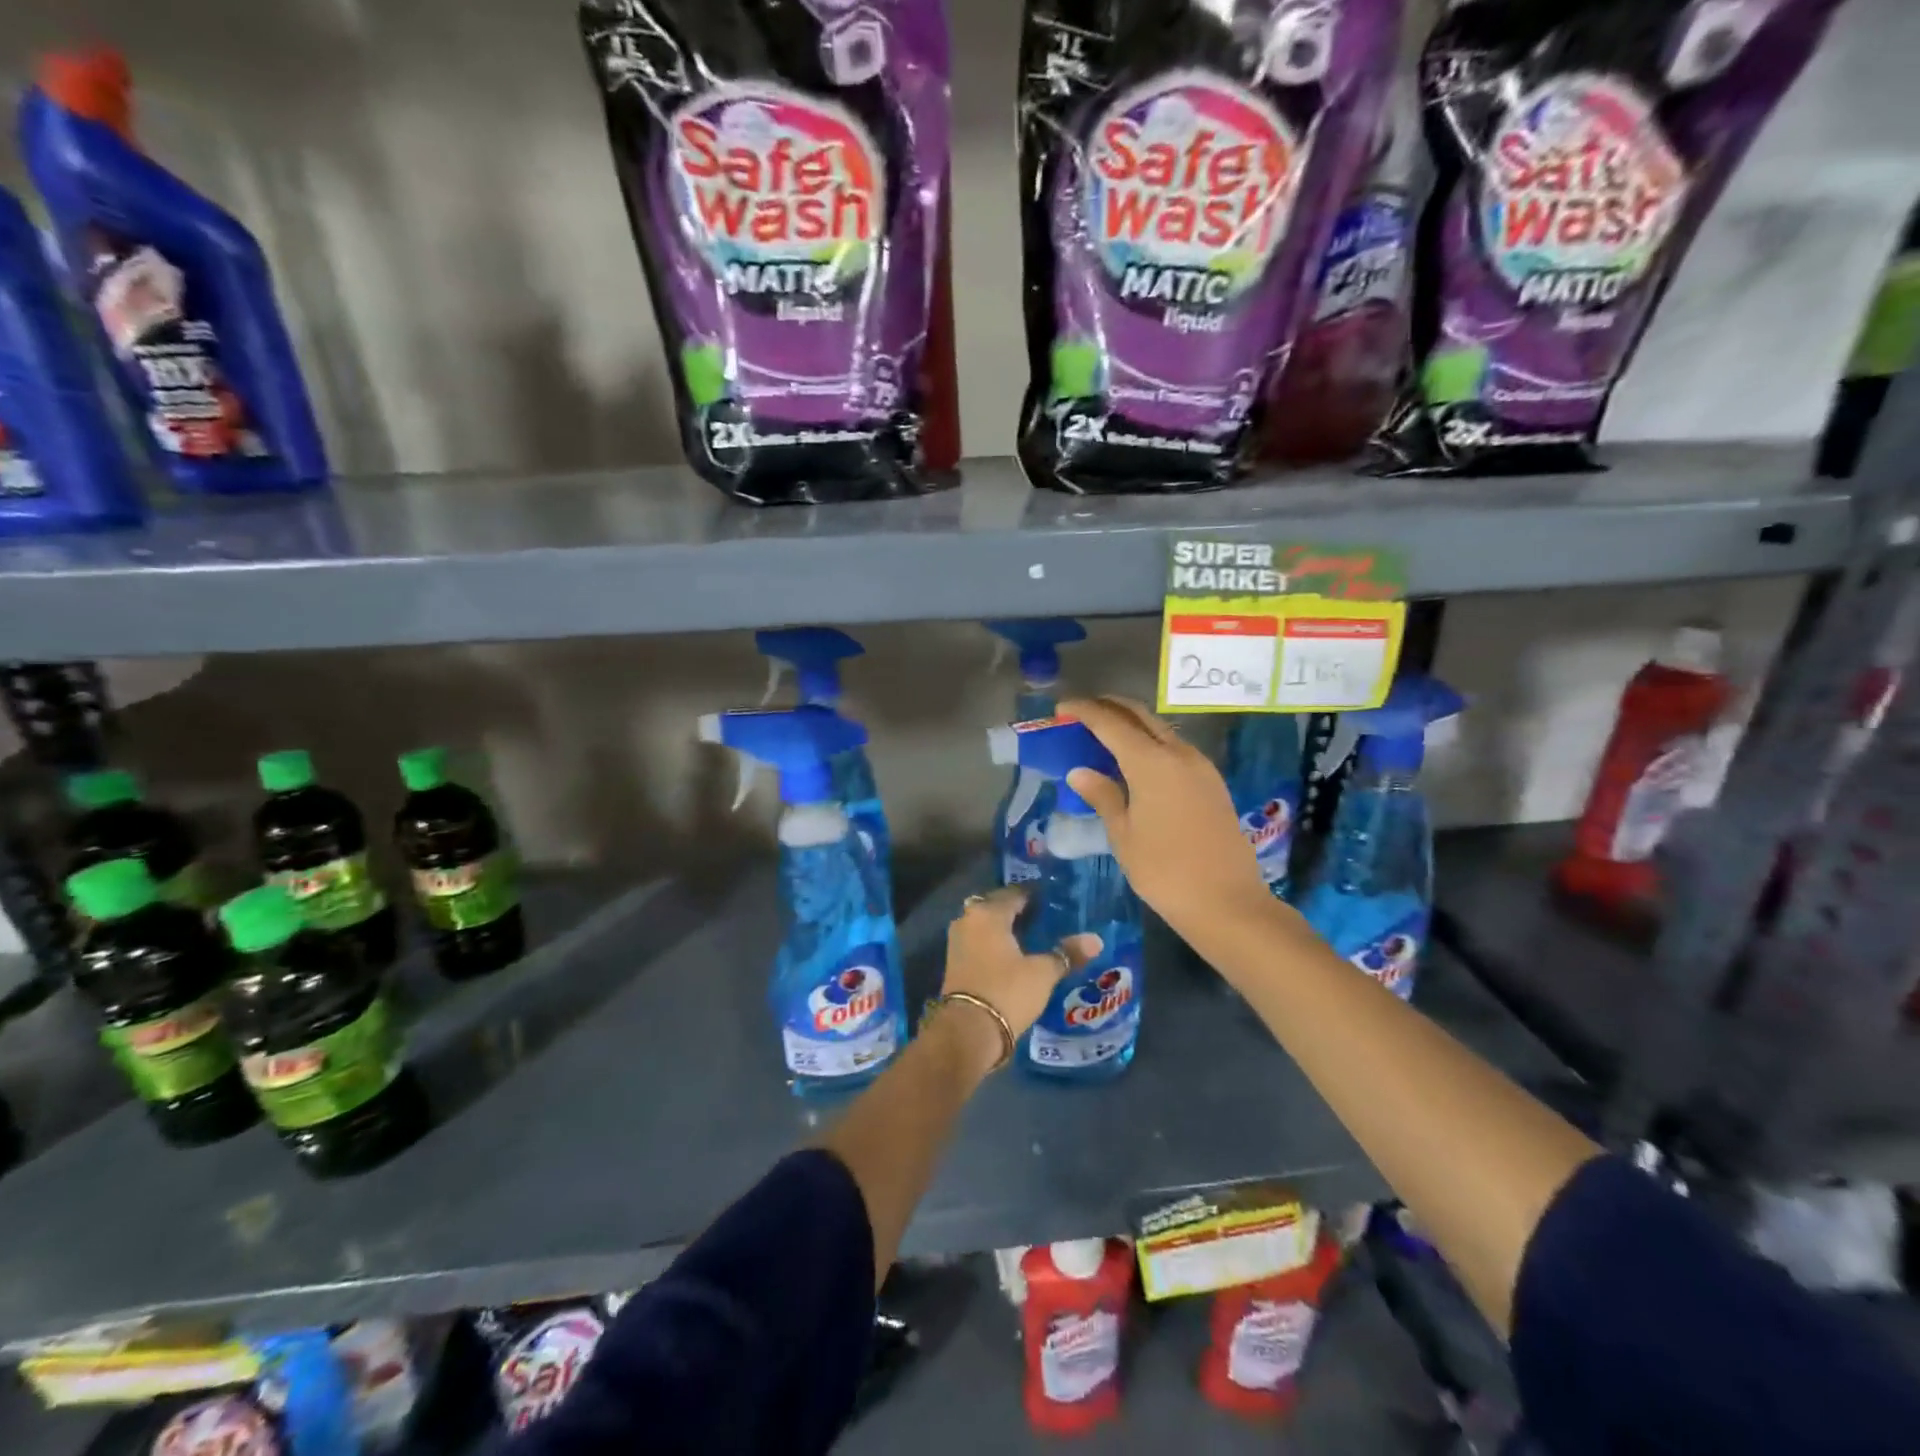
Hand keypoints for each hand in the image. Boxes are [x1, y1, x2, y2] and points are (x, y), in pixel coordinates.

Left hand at [940, 887, 1101, 1075]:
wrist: (968, 1031)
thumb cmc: (1007, 991)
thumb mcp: (1042, 973)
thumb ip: (1067, 953)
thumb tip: (1096, 940)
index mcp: (988, 913)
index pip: (1015, 893)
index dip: (1035, 896)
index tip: (1054, 901)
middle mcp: (968, 920)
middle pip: (996, 906)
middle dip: (1018, 911)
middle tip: (1045, 918)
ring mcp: (957, 941)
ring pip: (985, 925)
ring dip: (1004, 928)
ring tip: (1032, 937)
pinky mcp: (955, 963)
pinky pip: (979, 942)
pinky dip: (994, 944)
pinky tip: (1014, 955)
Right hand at [1060, 696, 1278, 940]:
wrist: (1226, 901)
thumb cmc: (1164, 871)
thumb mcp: (1123, 835)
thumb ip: (1103, 796)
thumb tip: (1080, 772)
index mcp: (1151, 763)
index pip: (1111, 723)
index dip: (1084, 711)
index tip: (1062, 709)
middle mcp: (1179, 754)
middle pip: (1140, 715)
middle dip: (1109, 707)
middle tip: (1082, 713)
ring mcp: (1200, 766)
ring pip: (1160, 729)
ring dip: (1131, 724)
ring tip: (1104, 735)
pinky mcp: (1211, 782)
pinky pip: (1175, 748)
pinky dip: (1150, 743)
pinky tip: (1136, 761)